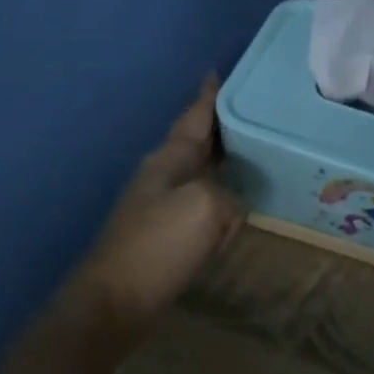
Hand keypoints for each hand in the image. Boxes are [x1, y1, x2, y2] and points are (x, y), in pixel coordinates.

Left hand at [79, 75, 245, 346]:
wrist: (114, 303)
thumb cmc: (157, 246)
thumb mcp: (206, 208)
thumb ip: (229, 196)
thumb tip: (231, 205)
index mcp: (170, 159)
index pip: (195, 116)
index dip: (210, 95)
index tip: (221, 70)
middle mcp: (164, 174)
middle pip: (199, 140)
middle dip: (224, 125)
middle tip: (258, 113)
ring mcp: (162, 204)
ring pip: (202, 170)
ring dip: (224, 159)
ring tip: (256, 152)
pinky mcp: (166, 232)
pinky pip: (203, 201)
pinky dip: (222, 193)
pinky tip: (238, 200)